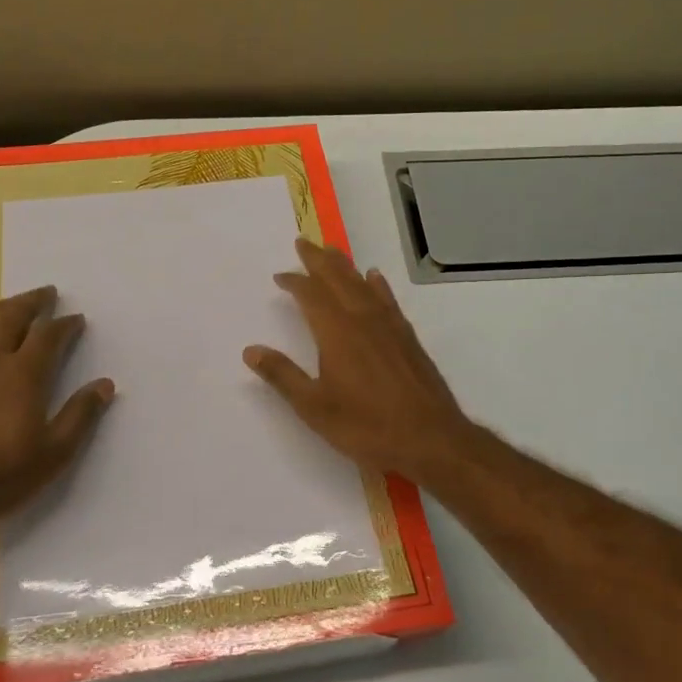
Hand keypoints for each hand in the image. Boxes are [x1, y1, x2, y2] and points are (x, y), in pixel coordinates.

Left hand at [0, 286, 113, 530]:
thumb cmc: (1, 476)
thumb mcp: (55, 453)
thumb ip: (81, 415)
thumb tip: (105, 384)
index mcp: (23, 374)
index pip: (49, 336)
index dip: (65, 325)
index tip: (76, 319)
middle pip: (12, 318)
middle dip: (33, 303)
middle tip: (47, 294)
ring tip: (12, 303)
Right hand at [244, 238, 475, 483]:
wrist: (430, 438)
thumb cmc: (366, 426)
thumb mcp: (314, 407)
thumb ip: (283, 376)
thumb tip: (251, 350)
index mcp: (336, 333)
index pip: (310, 295)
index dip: (294, 282)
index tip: (280, 276)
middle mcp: (362, 319)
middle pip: (337, 279)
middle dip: (318, 260)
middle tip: (303, 243)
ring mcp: (389, 326)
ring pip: (362, 284)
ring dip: (344, 266)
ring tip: (331, 252)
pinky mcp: (407, 337)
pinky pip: (387, 299)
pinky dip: (377, 284)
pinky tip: (374, 278)